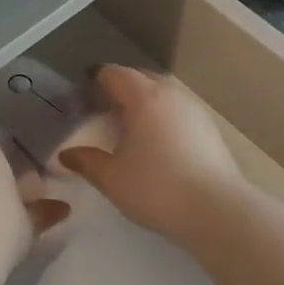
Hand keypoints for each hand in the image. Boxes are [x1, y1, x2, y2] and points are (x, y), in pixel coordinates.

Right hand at [57, 65, 247, 240]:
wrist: (218, 211)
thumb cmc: (157, 188)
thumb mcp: (112, 178)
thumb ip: (86, 161)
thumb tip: (66, 154)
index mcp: (143, 97)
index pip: (113, 74)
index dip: (95, 80)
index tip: (82, 94)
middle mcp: (170, 94)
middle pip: (139, 78)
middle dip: (119, 88)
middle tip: (102, 109)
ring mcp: (193, 110)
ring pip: (162, 93)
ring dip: (143, 102)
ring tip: (129, 126)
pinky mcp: (209, 128)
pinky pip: (177, 110)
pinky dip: (162, 116)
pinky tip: (157, 142)